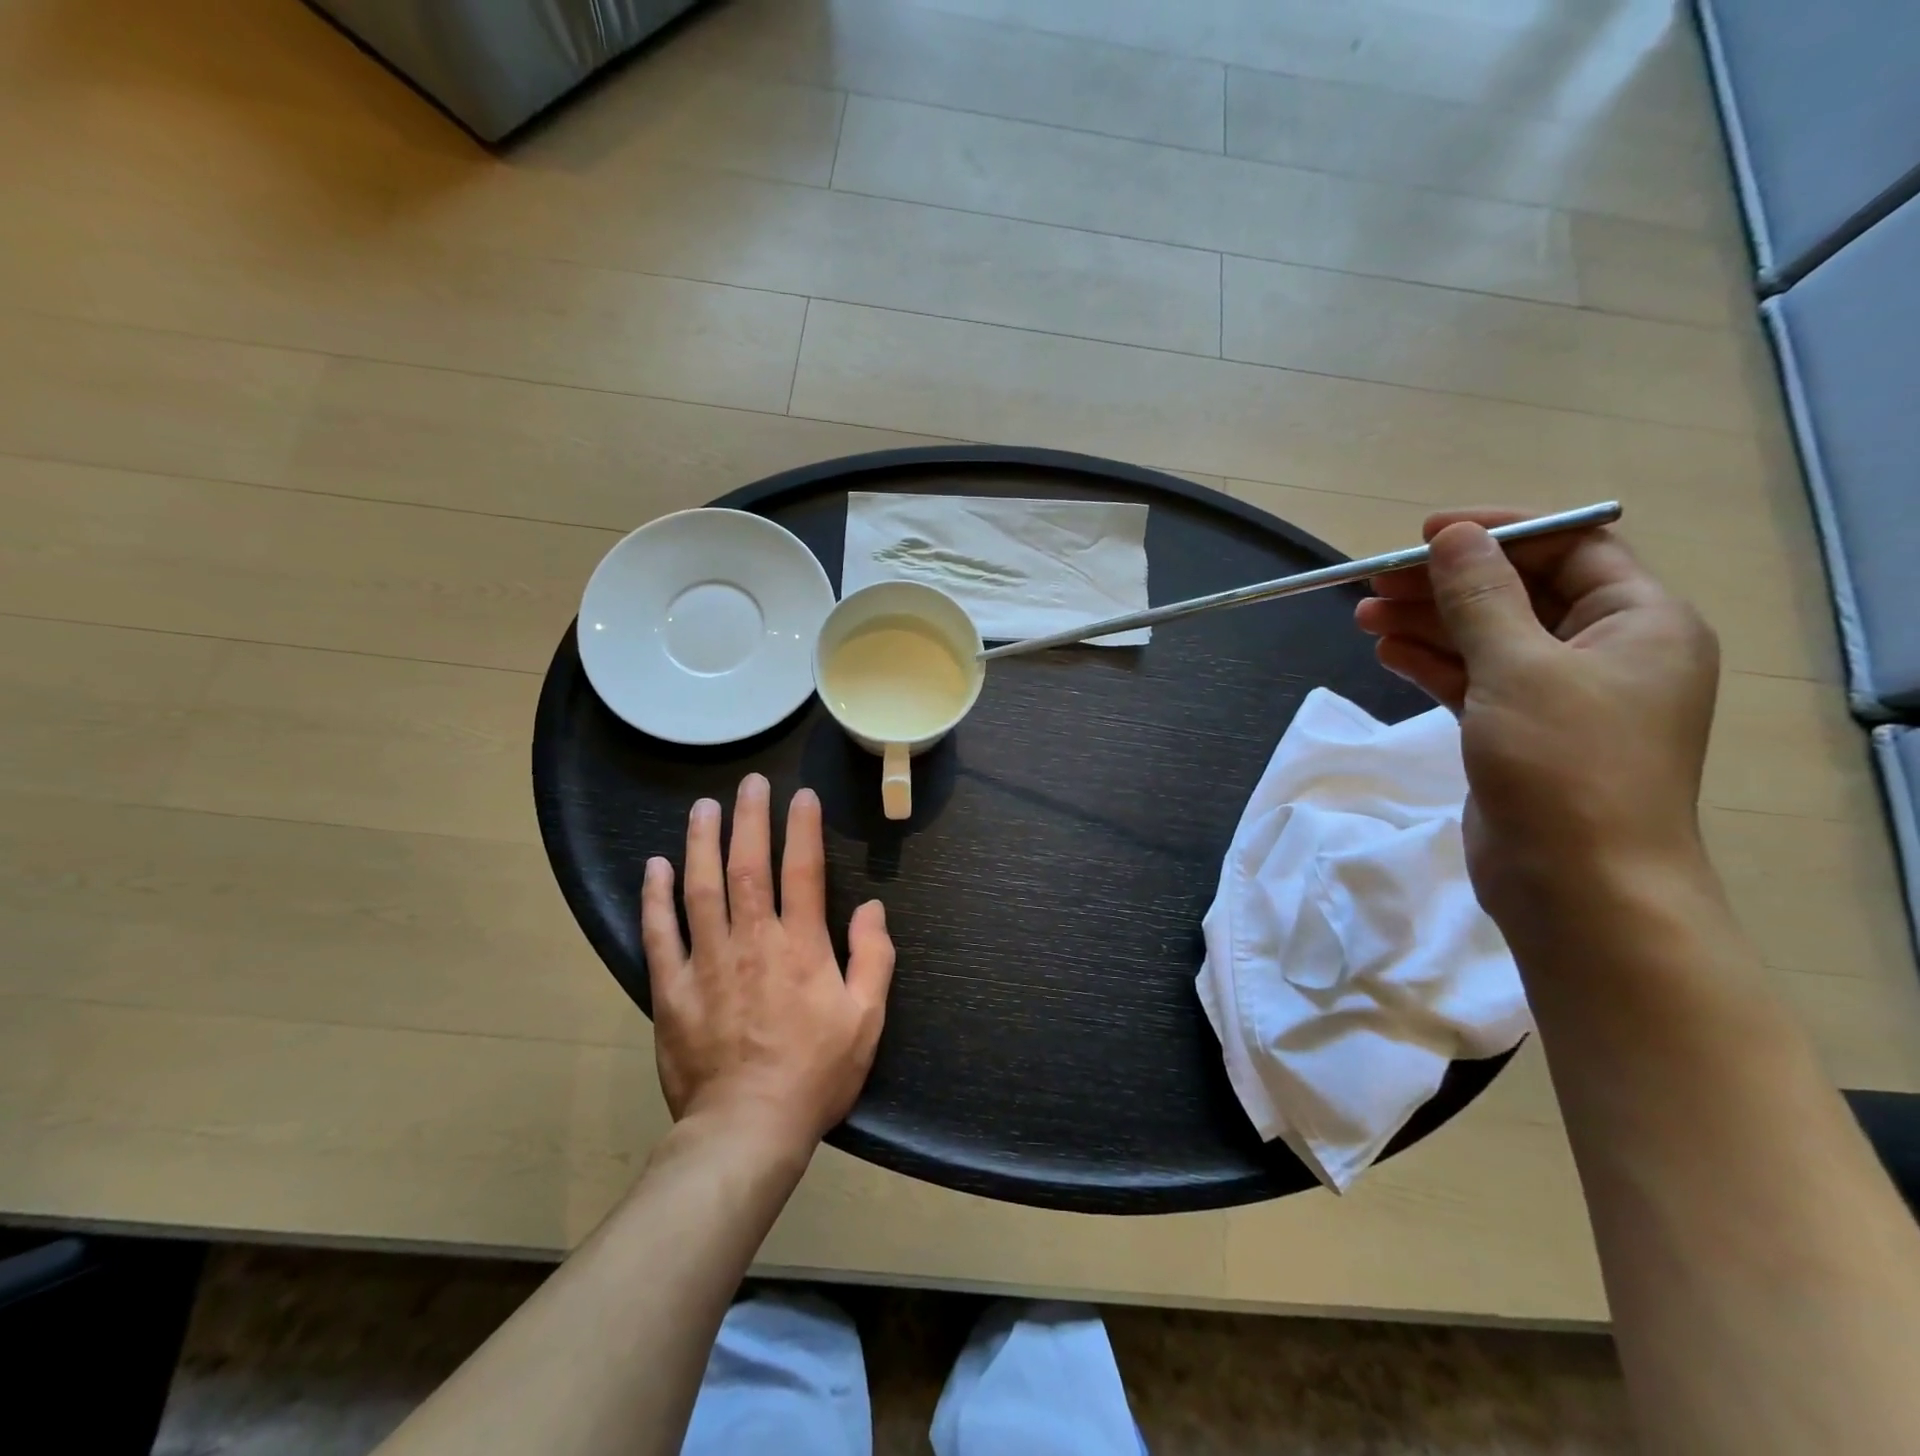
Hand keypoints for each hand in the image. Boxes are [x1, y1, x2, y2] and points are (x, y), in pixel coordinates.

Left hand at [641, 774, 894, 1146]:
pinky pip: (659, 934)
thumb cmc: (815, 1073)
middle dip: (750, 819)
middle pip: (748, 866)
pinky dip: (655, 898)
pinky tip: (654, 867)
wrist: (748, 1128)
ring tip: (702, 808)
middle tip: (750, 784)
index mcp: (801, 946)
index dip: (803, 829)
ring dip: (701, 843)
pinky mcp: (672, 988)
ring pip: (701, 888)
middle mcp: (752, 941)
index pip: (803, 871)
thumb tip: (872, 908)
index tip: (801, 796)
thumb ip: (873, 958)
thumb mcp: (866, 1019)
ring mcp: (707, 962)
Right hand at [1354, 509, 1719, 919]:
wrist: (1577, 885)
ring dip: (1427, 624)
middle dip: (1445, 585)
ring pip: (1485, 639)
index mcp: (1639, 623)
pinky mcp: (1517, 732)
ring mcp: (1559, 696)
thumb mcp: (1518, 668)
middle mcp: (1605, 652)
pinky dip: (1431, 665)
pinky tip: (1386, 654)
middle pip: (1517, 594)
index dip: (1498, 534)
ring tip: (1362, 616)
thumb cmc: (1564, 764)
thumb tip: (1454, 535)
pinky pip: (1472, 681)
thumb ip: (1480, 597)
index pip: (1570, 549)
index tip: (1426, 535)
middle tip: (1374, 582)